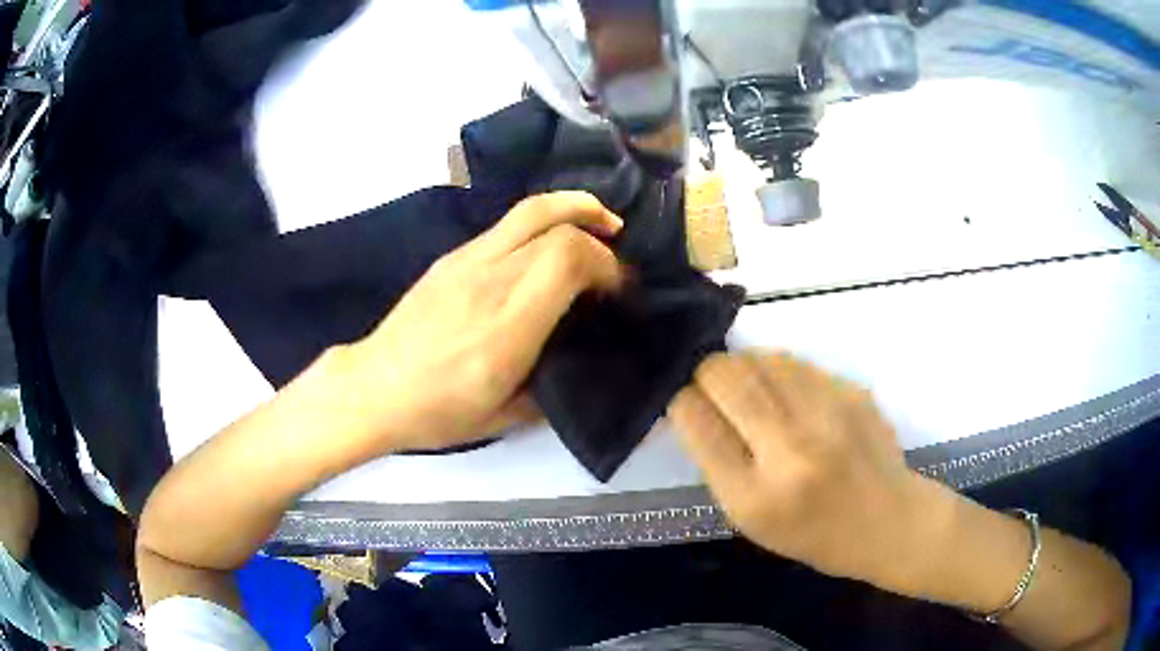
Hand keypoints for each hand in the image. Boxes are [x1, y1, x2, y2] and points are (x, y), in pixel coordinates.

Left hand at [344, 191, 623, 451]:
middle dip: (598, 232)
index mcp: (508, 325)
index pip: (569, 258)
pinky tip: (548, 245)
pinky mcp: (451, 257)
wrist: (374, 388)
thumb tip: (582, 354)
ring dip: (573, 208)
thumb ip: (553, 381)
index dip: (606, 264)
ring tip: (600, 221)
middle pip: (556, 225)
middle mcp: (490, 280)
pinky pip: (506, 224)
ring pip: (530, 209)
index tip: (618, 290)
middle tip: (617, 253)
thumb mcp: (507, 415)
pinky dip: (543, 222)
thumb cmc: (439, 411)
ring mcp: (466, 261)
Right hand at [669, 352, 946, 591]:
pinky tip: (786, 390)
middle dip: (706, 372)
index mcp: (756, 495)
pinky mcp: (852, 391)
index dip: (682, 401)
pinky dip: (778, 370)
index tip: (683, 401)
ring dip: (743, 365)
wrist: (888, 521)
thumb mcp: (751, 520)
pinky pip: (797, 362)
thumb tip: (696, 404)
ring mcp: (828, 413)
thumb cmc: (813, 534)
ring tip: (748, 385)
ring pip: (761, 357)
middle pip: (726, 376)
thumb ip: (720, 463)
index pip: (697, 422)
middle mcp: (791, 448)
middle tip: (710, 384)